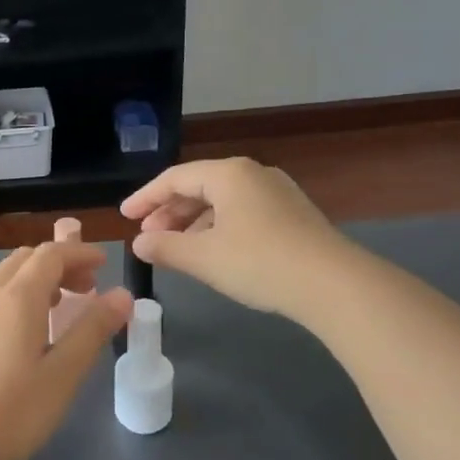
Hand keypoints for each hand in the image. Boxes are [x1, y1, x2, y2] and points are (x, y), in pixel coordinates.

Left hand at [0, 242, 132, 459]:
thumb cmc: (11, 413)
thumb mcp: (62, 374)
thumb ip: (92, 330)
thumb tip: (122, 294)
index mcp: (16, 297)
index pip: (51, 255)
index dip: (79, 253)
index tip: (104, 264)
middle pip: (24, 260)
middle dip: (59, 265)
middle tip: (87, 289)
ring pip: (4, 279)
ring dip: (35, 281)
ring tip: (60, 310)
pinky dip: (15, 299)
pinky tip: (24, 336)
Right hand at [121, 158, 341, 316]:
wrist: (335, 285)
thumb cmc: (260, 263)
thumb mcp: (204, 258)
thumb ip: (166, 248)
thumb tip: (138, 245)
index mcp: (228, 174)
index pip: (174, 179)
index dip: (145, 198)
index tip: (124, 216)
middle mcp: (253, 173)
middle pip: (199, 186)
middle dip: (169, 212)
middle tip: (147, 237)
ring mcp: (277, 192)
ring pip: (222, 201)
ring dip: (194, 222)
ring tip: (176, 248)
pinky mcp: (293, 214)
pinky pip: (242, 212)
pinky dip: (219, 227)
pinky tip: (213, 251)